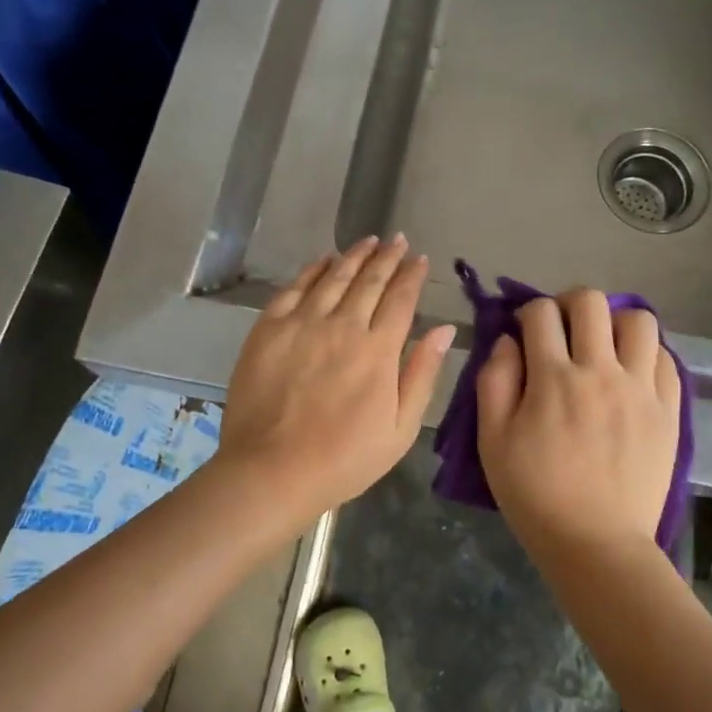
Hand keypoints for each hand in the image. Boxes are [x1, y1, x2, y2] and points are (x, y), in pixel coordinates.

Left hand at [215, 235, 454, 526]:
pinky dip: (312, 270)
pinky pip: (294, 288)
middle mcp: (342, 326)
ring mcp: (302, 324)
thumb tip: (443, 330)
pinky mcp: (268, 329)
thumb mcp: (401, 428)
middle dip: (387, 257)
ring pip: (334, 277)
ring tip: (368, 241)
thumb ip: (422, 374)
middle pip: (369, 281)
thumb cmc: (345, 458)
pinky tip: (323, 260)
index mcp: (379, 350)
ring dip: (354, 256)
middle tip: (398, 240)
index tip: (420, 259)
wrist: (272, 471)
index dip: (412, 276)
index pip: (400, 299)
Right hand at [475, 290, 681, 556]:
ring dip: (614, 323)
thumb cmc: (535, 495)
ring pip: (639, 320)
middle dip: (568, 304)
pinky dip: (646, 354)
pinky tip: (631, 373)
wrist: (596, 543)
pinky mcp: (668, 410)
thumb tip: (507, 340)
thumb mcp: (492, 441)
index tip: (526, 332)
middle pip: (591, 302)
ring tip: (604, 347)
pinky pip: (666, 359)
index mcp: (553, 379)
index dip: (528, 313)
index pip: (541, 314)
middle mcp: (601, 372)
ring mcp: (641, 389)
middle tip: (562, 330)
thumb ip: (494, 381)